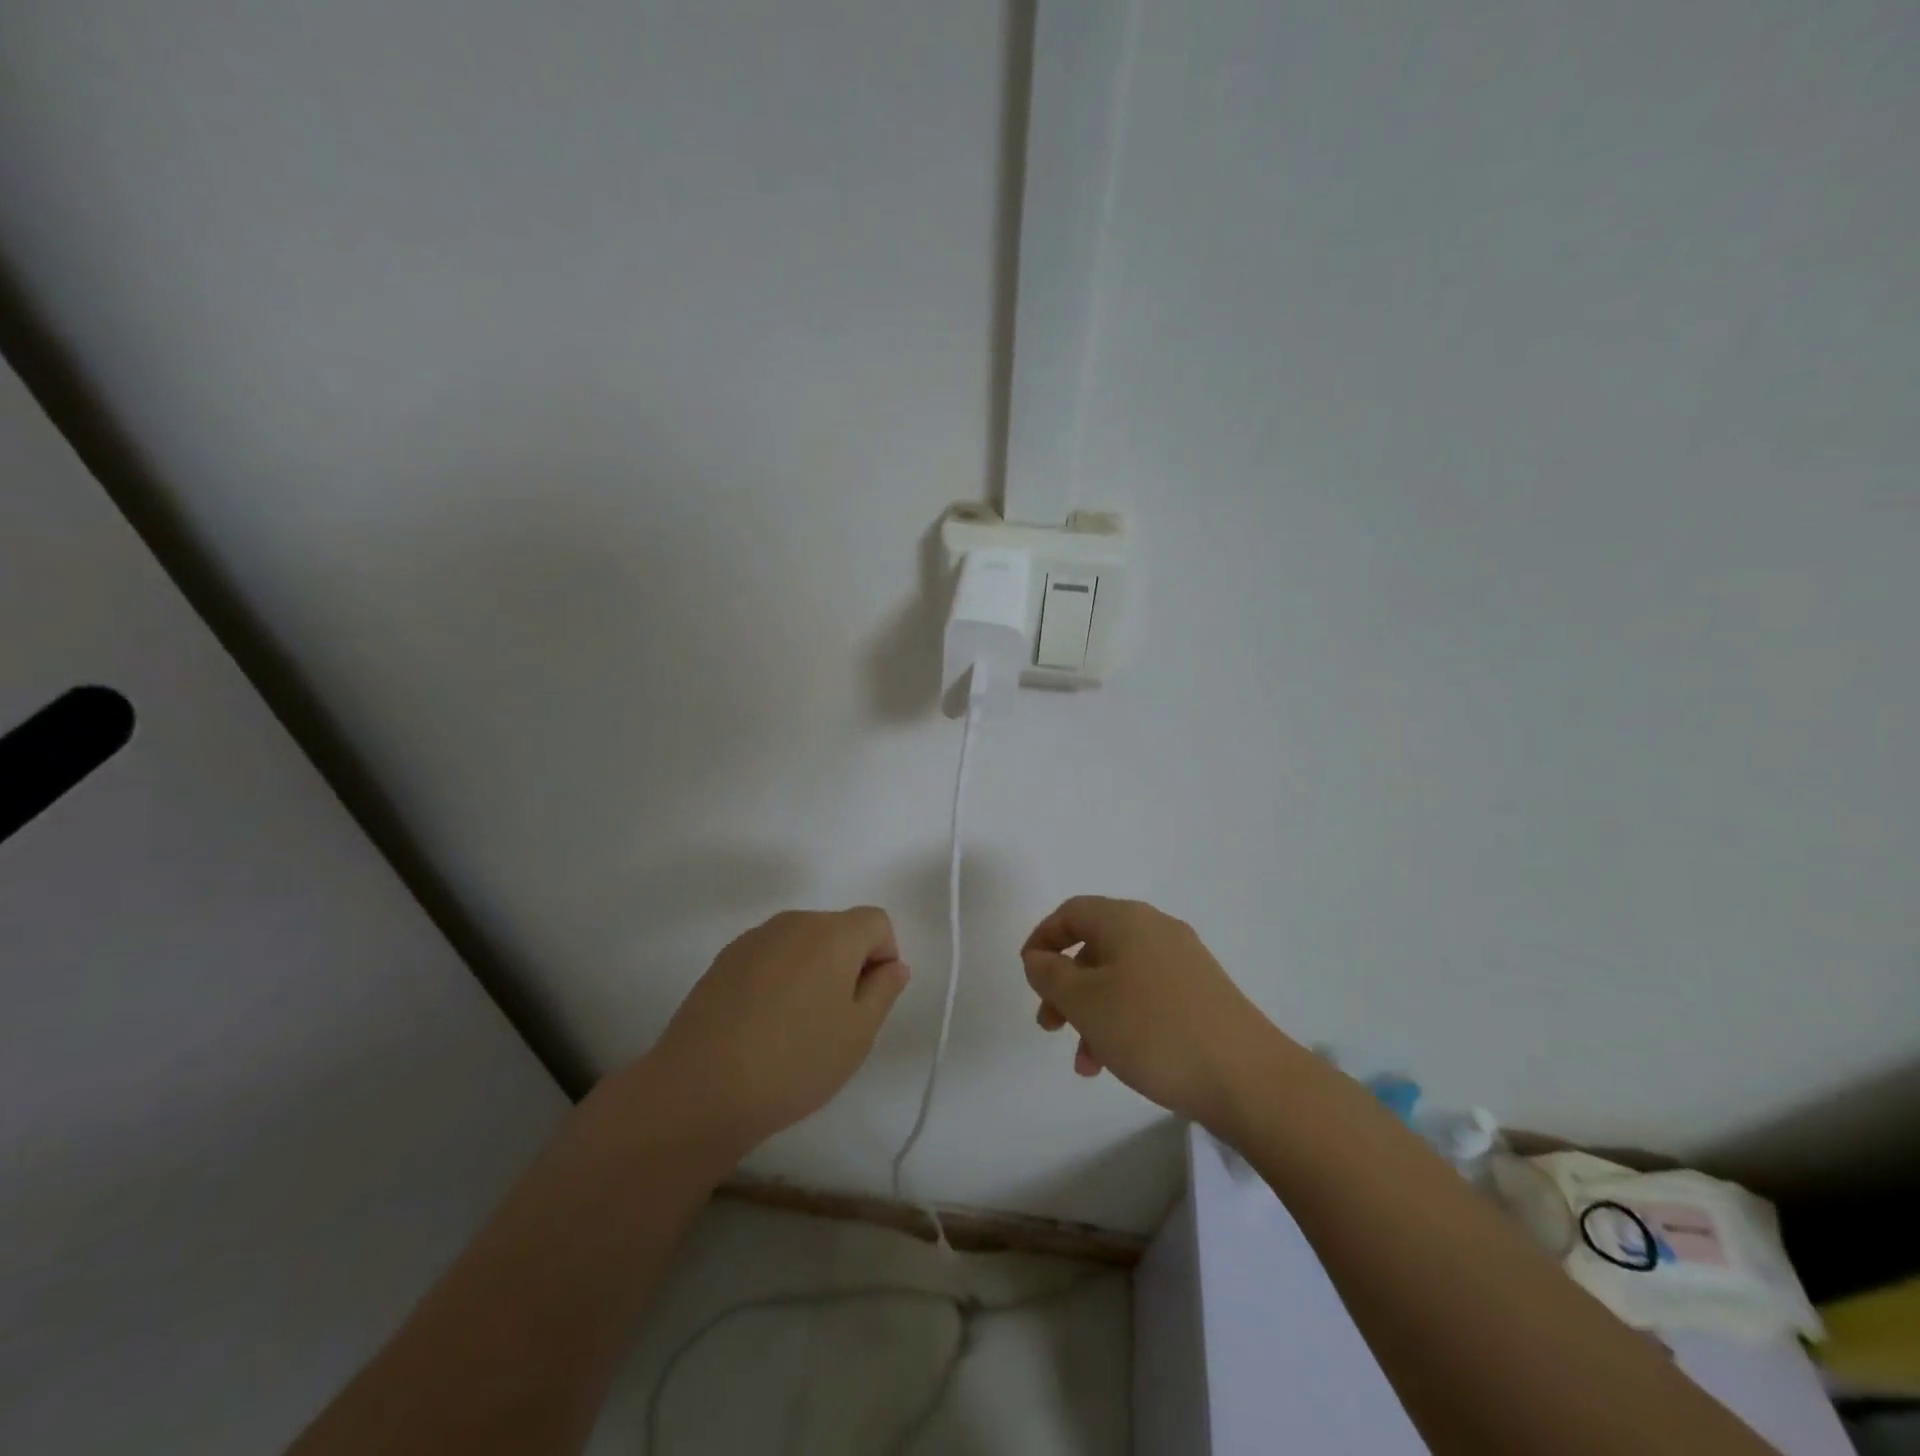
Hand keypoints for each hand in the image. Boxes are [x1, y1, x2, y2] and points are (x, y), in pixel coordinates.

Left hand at [648, 907, 909, 1151]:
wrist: (700, 1088)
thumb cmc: (794, 1062)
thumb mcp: (858, 1034)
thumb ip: (884, 990)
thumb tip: (893, 965)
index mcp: (833, 933)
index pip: (876, 922)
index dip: (883, 957)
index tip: (867, 1002)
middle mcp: (794, 922)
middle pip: (838, 929)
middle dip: (847, 963)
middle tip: (835, 1019)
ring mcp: (754, 938)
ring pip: (802, 943)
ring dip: (812, 970)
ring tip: (795, 1026)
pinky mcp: (724, 959)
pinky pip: (769, 957)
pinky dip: (778, 978)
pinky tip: (762, 1024)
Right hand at [1022, 897, 1285, 1129]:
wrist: (1248, 1077)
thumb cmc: (1153, 1030)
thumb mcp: (1085, 1002)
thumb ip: (1050, 975)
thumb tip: (1039, 957)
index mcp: (1126, 920)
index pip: (1071, 912)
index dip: (1042, 939)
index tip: (1028, 975)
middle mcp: (1156, 930)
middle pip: (1095, 946)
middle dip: (1065, 985)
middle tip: (1049, 1025)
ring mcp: (1184, 962)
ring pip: (1120, 977)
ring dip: (1093, 1012)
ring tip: (1085, 1061)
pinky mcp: (1203, 994)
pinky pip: (1147, 996)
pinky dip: (1123, 1020)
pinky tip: (1118, 1062)